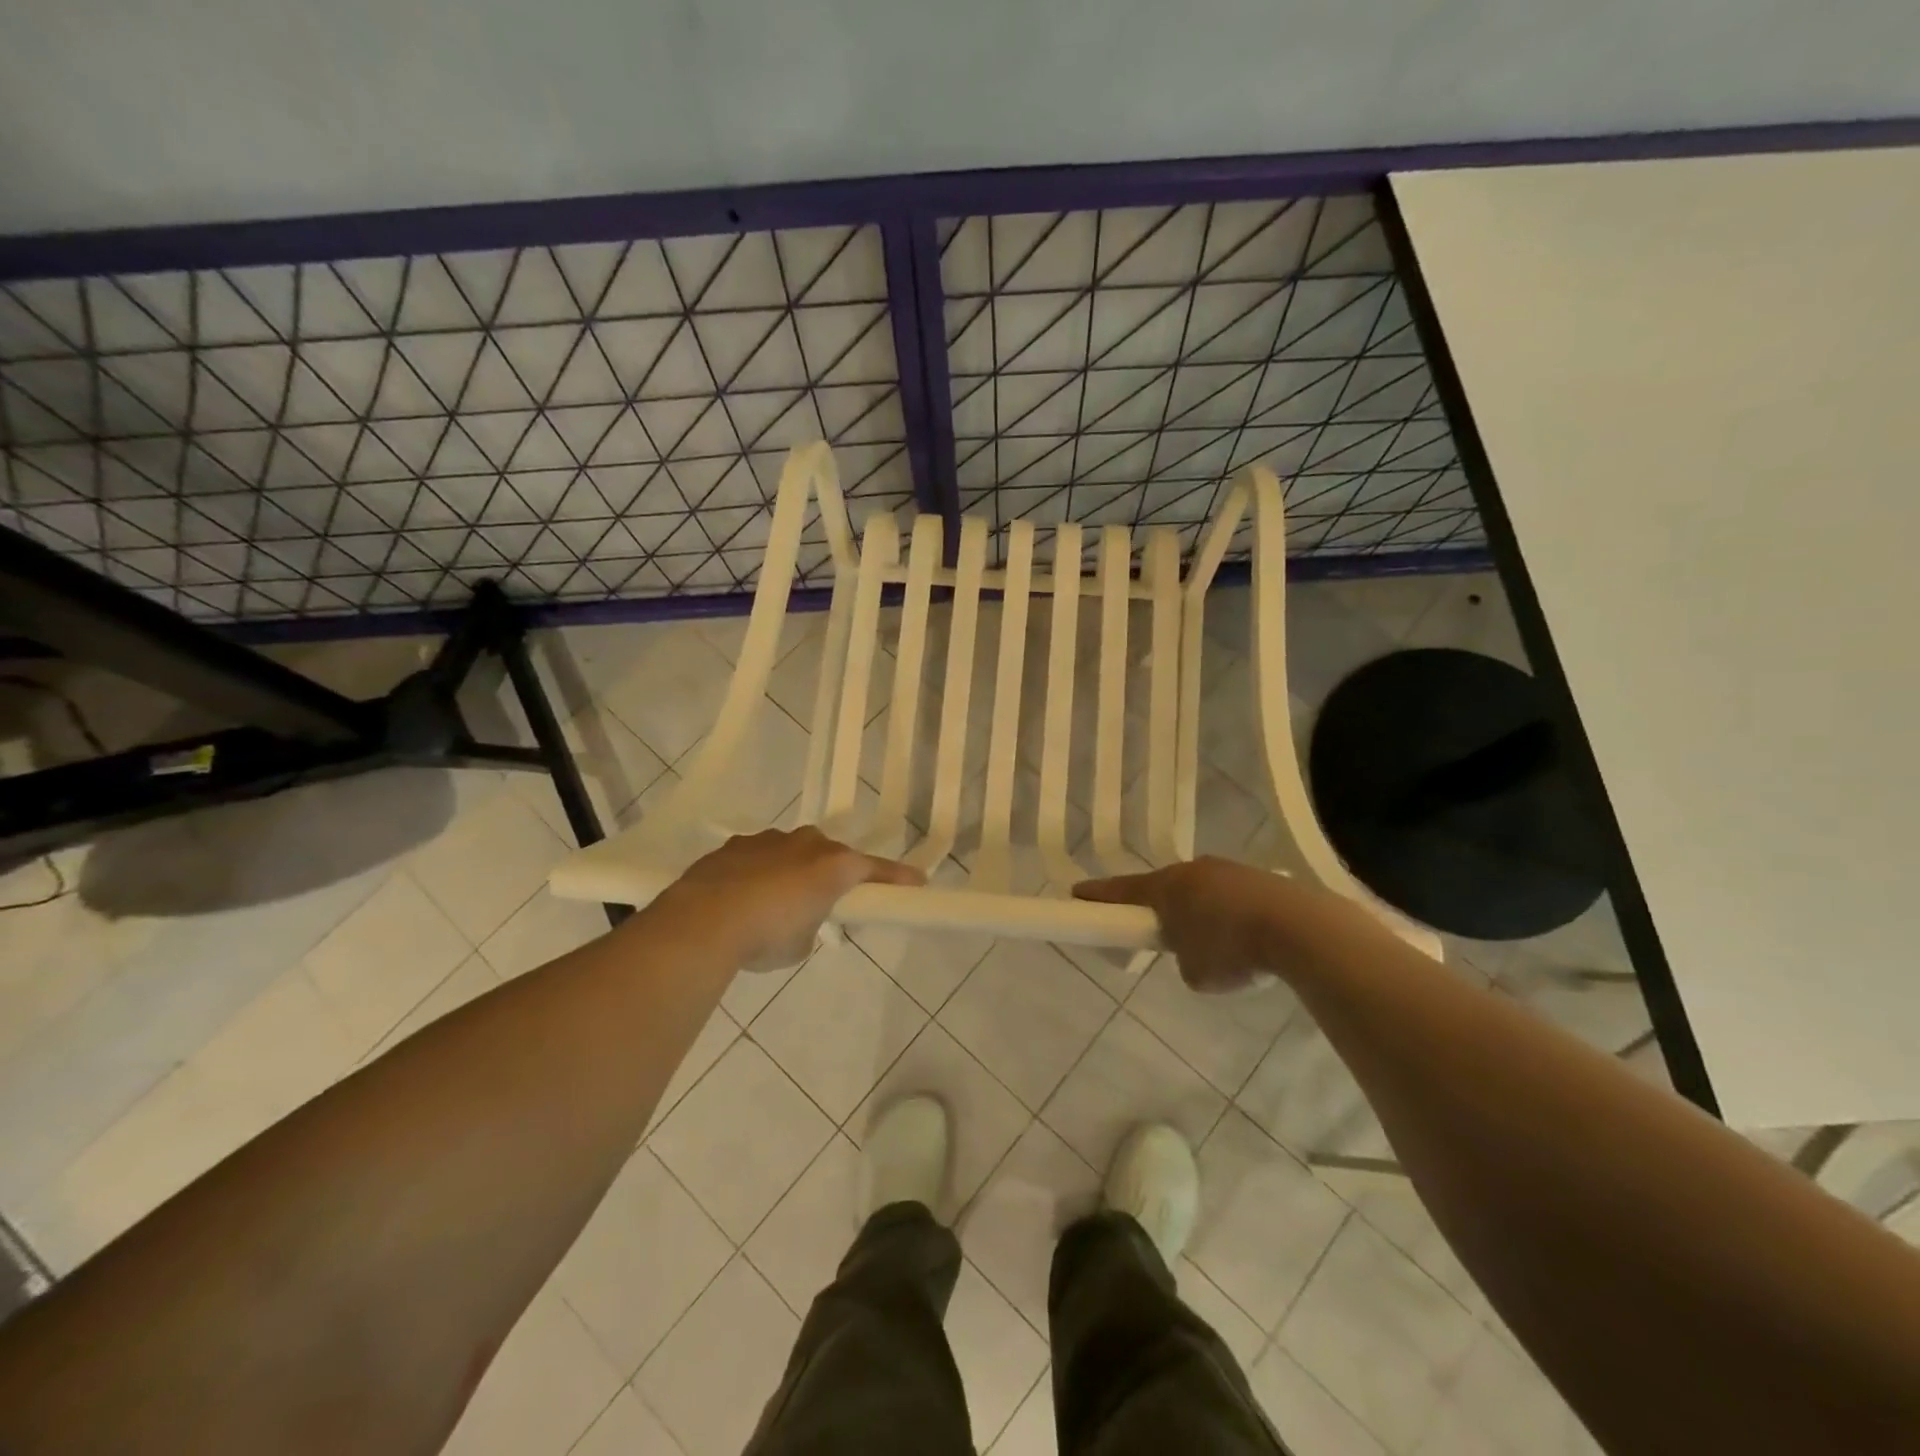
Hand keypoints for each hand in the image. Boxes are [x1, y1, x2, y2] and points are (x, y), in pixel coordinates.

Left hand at [666, 827, 923, 970]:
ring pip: (791, 851)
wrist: (704, 920)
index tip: (917, 881)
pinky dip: (758, 872)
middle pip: (830, 854)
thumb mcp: (803, 942)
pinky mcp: (735, 846)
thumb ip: (812, 924)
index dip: (897, 878)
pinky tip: (742, 896)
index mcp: (833, 865)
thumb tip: (800, 918)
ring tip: (775, 902)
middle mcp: (806, 844)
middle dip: (832, 872)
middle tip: (825, 899)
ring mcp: (768, 840)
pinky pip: (758, 856)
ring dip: (792, 870)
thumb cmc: (768, 935)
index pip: (875, 870)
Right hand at [1074, 856, 1323, 992]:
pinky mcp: (1260, 879)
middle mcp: (1192, 870)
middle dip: (1158, 908)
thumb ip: (1183, 960)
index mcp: (1166, 888)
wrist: (1300, 928)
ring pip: (1200, 891)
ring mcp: (1228, 870)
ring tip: (1215, 945)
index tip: (1077, 894)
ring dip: (1198, 912)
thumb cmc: (1232, 950)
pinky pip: (1230, 896)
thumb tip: (1194, 954)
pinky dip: (1229, 915)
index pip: (1121, 891)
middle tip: (1157, 931)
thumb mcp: (1195, 973)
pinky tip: (1246, 940)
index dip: (1097, 896)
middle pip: (1163, 888)